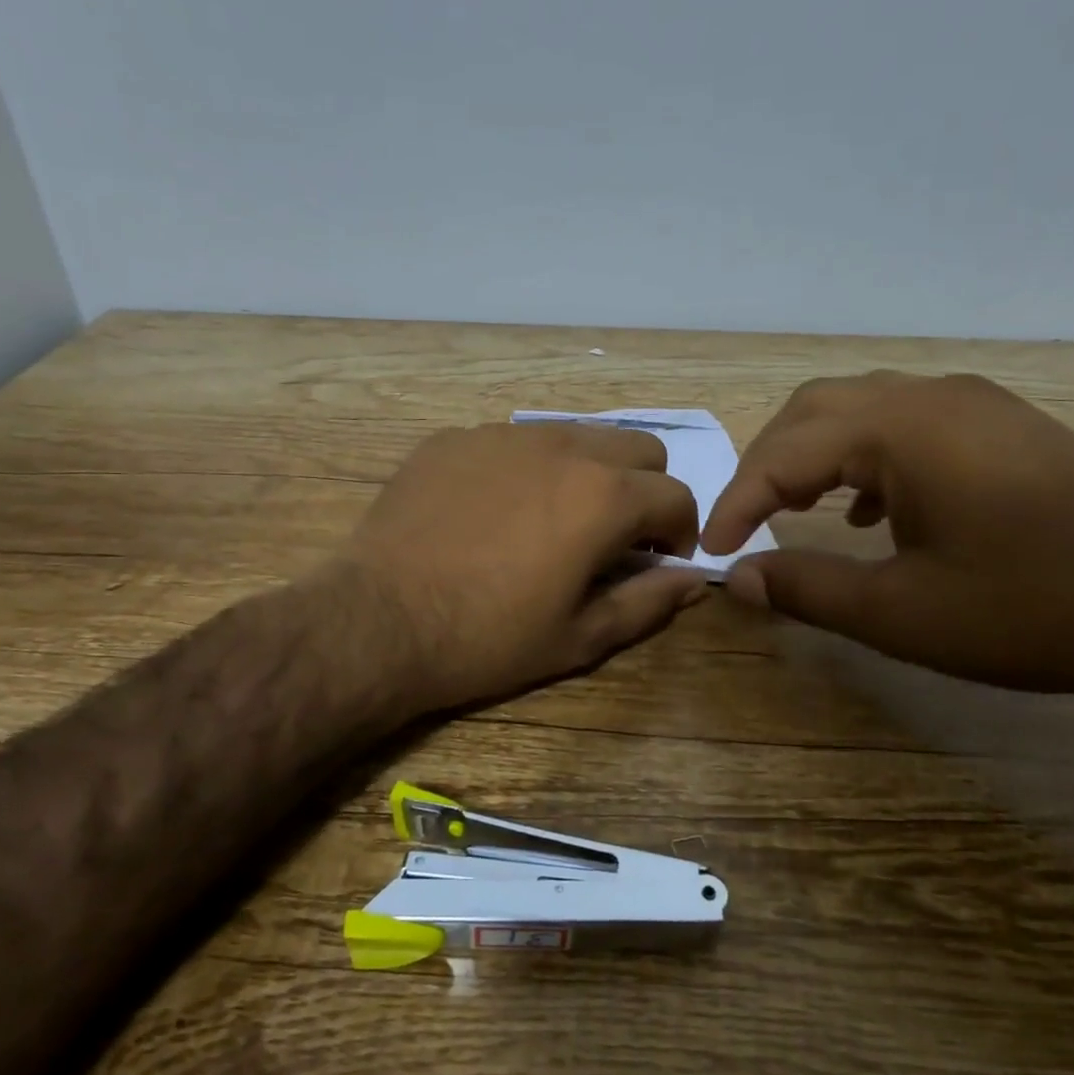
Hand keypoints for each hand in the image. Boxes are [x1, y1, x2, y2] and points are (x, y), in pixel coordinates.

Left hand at [341, 421, 708, 711]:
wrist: (378, 622)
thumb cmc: (488, 639)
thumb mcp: (580, 637)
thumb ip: (649, 602)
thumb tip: (695, 581)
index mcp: (603, 496)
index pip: (677, 496)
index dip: (679, 533)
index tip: (657, 562)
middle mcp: (562, 447)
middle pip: (638, 449)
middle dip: (644, 491)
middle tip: (613, 538)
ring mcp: (503, 435)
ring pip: (577, 435)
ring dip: (588, 473)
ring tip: (554, 521)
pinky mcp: (455, 438)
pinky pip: (514, 441)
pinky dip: (527, 469)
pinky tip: (494, 513)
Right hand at [700, 371, 1073, 697]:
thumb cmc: (1037, 608)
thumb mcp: (904, 613)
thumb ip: (809, 588)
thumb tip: (742, 577)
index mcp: (902, 429)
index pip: (784, 451)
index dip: (737, 500)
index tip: (712, 550)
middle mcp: (932, 396)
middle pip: (816, 410)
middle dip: (767, 465)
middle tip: (747, 521)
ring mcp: (974, 406)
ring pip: (861, 410)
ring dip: (814, 456)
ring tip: (796, 510)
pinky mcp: (1003, 428)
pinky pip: (907, 425)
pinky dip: (864, 459)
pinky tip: (871, 510)